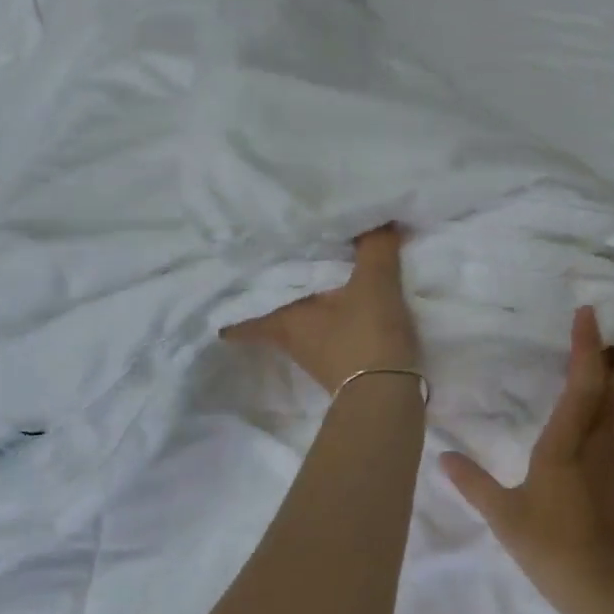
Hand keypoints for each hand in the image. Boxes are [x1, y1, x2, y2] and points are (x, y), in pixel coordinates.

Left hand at [222, 226, 419, 394]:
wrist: (388, 397)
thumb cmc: (366, 336)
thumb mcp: (374, 283)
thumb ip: (373, 247)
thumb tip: (376, 217)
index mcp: (284, 317)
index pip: (242, 310)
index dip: (232, 296)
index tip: (225, 275)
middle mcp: (289, 336)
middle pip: (269, 311)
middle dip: (269, 290)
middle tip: (270, 261)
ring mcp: (311, 353)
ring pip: (295, 319)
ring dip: (299, 301)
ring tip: (307, 270)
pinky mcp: (336, 363)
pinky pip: (321, 328)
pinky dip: (325, 313)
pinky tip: (339, 297)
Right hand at [443, 306, 613, 613]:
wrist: (611, 593)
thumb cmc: (552, 549)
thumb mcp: (504, 517)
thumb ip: (473, 484)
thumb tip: (443, 456)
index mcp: (565, 447)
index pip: (582, 386)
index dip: (586, 347)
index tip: (588, 313)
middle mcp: (598, 447)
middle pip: (611, 390)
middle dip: (609, 355)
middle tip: (607, 325)